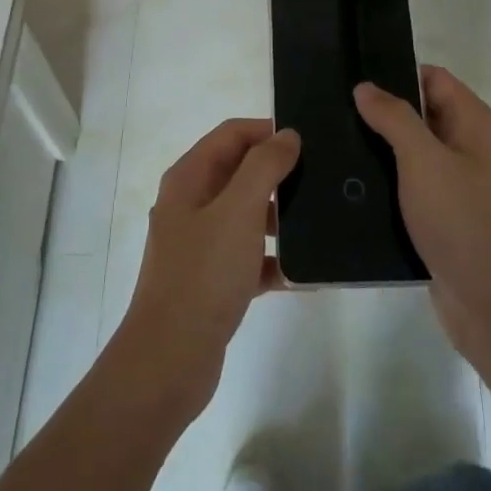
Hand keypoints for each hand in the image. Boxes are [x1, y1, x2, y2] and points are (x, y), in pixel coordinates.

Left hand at [113, 119, 300, 425]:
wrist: (169, 360)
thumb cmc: (203, 274)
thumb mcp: (238, 211)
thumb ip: (264, 166)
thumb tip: (287, 135)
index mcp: (189, 178)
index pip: (231, 134)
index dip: (267, 130)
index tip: (309, 142)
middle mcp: (190, 204)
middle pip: (239, 172)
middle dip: (278, 174)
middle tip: (321, 179)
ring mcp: (199, 244)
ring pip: (246, 215)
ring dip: (279, 217)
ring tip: (319, 222)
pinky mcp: (211, 280)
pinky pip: (249, 258)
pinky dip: (273, 261)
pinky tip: (306, 273)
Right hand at [353, 67, 490, 369]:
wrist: (489, 301)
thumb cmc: (461, 219)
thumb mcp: (423, 160)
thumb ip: (394, 118)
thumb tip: (366, 87)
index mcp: (474, 124)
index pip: (433, 79)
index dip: (397, 73)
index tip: (354, 77)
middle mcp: (470, 147)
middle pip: (422, 114)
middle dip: (383, 111)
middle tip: (334, 111)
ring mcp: (458, 184)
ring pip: (413, 152)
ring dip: (381, 148)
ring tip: (333, 144)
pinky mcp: (444, 215)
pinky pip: (411, 186)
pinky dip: (387, 182)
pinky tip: (352, 185)